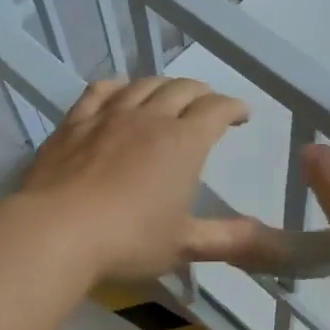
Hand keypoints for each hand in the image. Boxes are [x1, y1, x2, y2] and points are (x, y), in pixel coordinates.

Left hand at [18, 77, 279, 283]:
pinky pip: (99, 91)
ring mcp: (109, 115)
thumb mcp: (185, 244)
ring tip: (169, 95)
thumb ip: (230, 239)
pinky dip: (118, 86)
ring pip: (143, 84)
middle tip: (208, 104)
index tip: (241, 115)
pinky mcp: (75, 122)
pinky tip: (120, 92)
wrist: (55, 232)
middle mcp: (150, 118)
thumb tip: (274, 242)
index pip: (216, 110)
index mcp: (183, 142)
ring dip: (163, 85)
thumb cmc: (128, 240)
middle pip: (182, 89)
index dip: (233, 108)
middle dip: (202, 92)